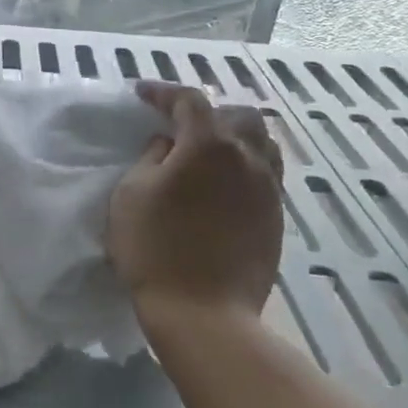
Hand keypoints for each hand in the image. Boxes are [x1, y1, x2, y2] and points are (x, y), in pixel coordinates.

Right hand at [106, 82, 284, 316]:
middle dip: (207, 111)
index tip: (142, 95)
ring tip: (207, 151)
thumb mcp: (132, 193)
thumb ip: (151, 157)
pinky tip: (223, 183)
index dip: (164, 93)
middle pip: (238, 114)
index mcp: (209, 144)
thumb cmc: (155, 249)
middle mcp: (247, 157)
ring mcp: (268, 189)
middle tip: (179, 126)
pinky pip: (266, 173)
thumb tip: (168, 145)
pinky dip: (245, 165)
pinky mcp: (276, 218)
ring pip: (260, 143)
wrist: (205, 314)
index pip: (189, 100)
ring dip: (233, 136)